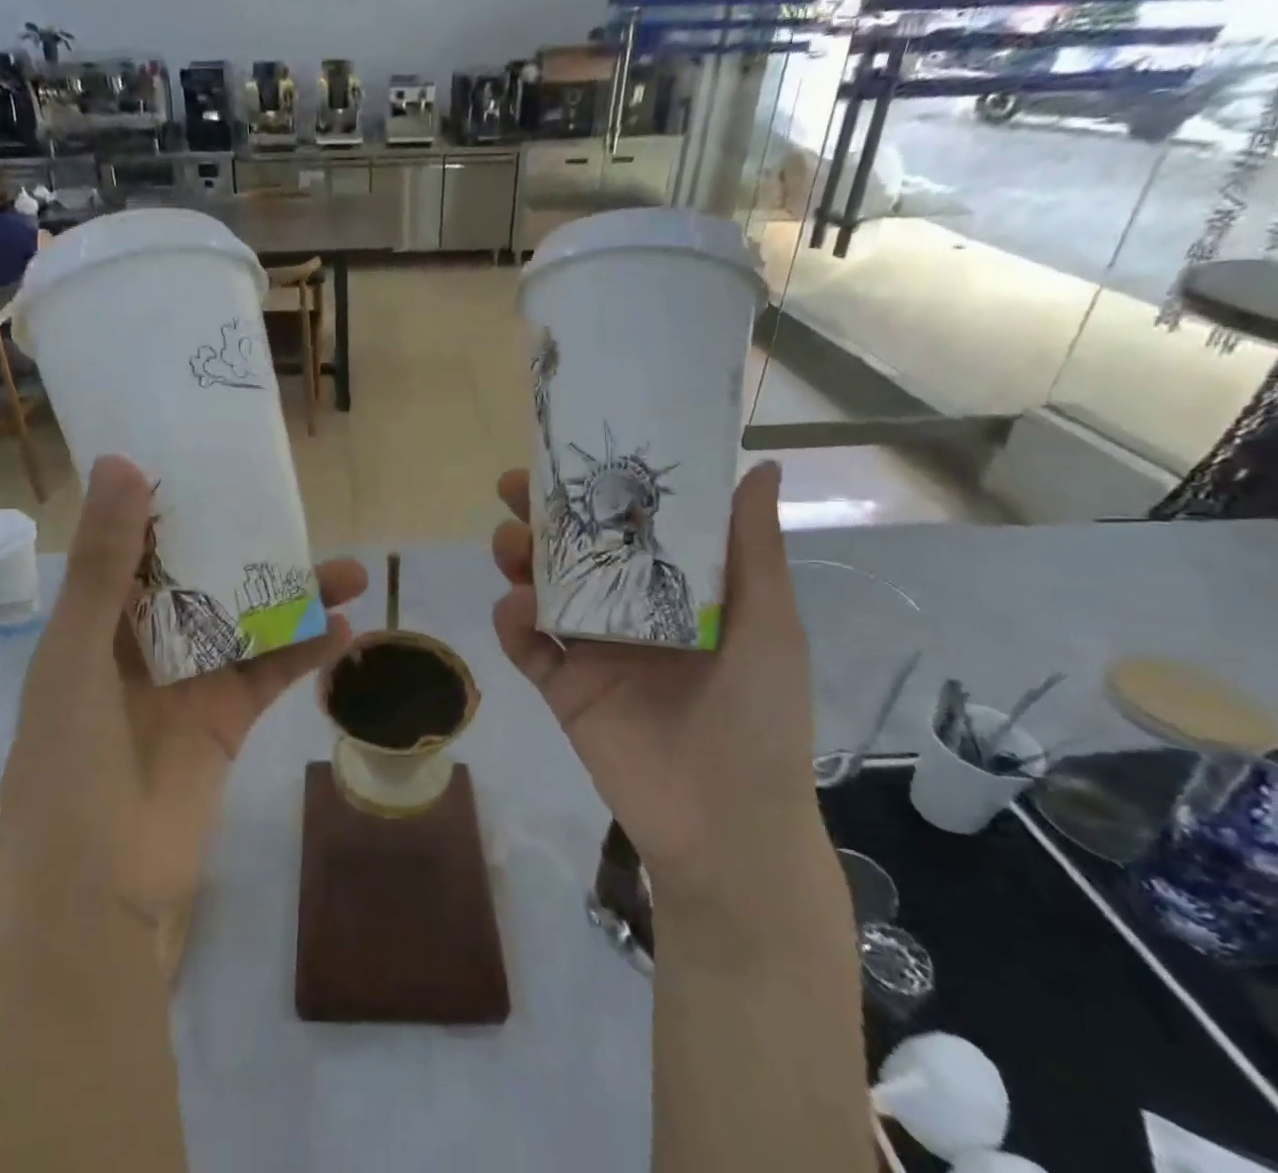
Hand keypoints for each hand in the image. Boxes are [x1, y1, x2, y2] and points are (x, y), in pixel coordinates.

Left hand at [0, 454, 366, 970]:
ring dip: (294, 597)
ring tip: (349, 570)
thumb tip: (121, 463)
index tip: (214, 464)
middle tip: (295, 513)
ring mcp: (191, 680)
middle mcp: (145, 643)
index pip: (139, 546)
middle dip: (248, 548)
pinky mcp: (227, 720)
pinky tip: (345, 629)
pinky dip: (306, 651)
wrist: (95, 891)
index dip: (173, 505)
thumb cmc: (68, 761)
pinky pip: (272, 673)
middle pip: (205, 579)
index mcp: (98, 620)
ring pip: (248, 622)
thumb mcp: (77, 652)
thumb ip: (104, 562)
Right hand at [491, 461, 820, 907]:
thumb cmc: (758, 713)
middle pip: (573, 553)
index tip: (572, 455)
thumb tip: (761, 464)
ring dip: (519, 561)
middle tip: (514, 489)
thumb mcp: (768, 623)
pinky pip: (525, 647)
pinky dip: (511, 622)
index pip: (628, 526)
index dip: (599, 490)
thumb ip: (754, 548)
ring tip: (509, 545)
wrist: (726, 822)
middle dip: (542, 518)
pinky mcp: (561, 688)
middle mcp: (626, 612)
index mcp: (675, 592)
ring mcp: (589, 650)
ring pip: (541, 591)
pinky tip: (514, 608)